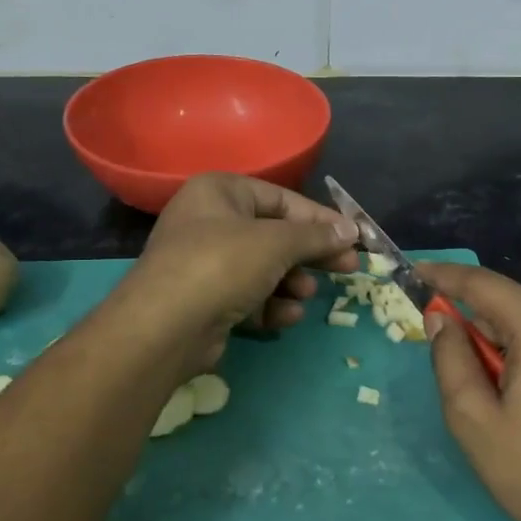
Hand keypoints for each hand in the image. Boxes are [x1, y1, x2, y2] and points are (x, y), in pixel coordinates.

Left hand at [117, 173, 359, 377]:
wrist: (165, 327)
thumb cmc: (222, 266)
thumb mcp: (276, 243)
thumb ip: (316, 236)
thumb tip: (352, 230)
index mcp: (220, 192)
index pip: (283, 200)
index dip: (321, 220)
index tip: (354, 238)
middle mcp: (211, 221)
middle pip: (276, 235)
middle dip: (311, 255)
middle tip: (349, 268)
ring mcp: (206, 263)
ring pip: (265, 269)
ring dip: (291, 283)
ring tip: (305, 294)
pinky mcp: (208, 300)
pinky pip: (250, 296)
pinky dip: (270, 306)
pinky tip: (285, 317)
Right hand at [419, 261, 520, 520]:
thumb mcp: (472, 417)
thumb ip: (450, 357)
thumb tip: (441, 320)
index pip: (485, 285)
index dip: (445, 276)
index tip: (415, 273)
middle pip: (516, 301)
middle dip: (478, 313)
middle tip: (446, 338)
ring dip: (509, 335)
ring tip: (489, 376)